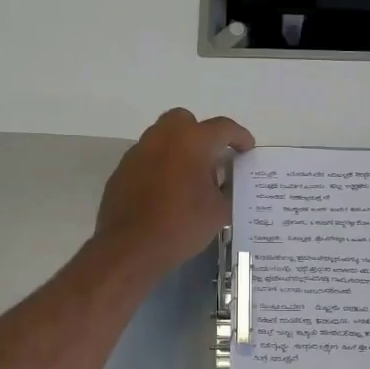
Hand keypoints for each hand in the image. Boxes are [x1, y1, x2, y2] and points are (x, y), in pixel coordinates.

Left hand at [95, 109, 255, 277]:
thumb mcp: (219, 211)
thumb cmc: (181, 225)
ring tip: (189, 178)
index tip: (247, 149)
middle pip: (185, 121)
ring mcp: (138, 152)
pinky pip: (147, 159)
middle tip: (212, 158)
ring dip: (179, 149)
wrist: (130, 248)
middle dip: (201, 134)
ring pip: (162, 138)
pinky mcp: (122, 170)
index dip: (240, 137)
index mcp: (192, 141)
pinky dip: (160, 166)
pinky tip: (166, 192)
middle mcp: (162, 137)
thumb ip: (228, 190)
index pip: (223, 128)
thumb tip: (225, 183)